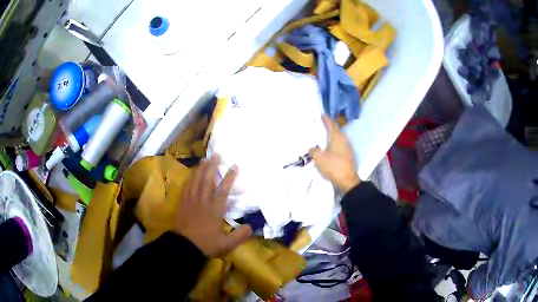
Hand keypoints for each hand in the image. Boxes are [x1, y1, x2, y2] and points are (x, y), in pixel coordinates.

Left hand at [174, 155, 251, 256]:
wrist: (183, 246)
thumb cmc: (205, 244)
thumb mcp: (226, 244)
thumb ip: (240, 235)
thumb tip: (252, 226)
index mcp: (214, 209)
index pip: (223, 190)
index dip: (229, 177)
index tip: (234, 166)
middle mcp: (203, 201)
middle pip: (207, 180)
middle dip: (212, 166)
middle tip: (216, 155)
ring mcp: (191, 201)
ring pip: (196, 181)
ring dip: (201, 169)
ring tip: (205, 159)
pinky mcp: (183, 203)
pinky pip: (187, 187)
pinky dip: (190, 178)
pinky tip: (192, 174)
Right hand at [310, 116, 360, 192]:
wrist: (348, 180)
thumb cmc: (333, 166)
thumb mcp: (319, 159)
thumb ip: (314, 151)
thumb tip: (311, 148)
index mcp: (336, 137)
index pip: (331, 124)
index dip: (326, 119)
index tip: (321, 115)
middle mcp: (343, 139)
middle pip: (336, 129)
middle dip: (329, 125)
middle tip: (321, 124)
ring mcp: (348, 147)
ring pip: (339, 136)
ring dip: (332, 134)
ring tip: (325, 134)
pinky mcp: (349, 154)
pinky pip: (341, 143)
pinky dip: (335, 141)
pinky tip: (330, 145)